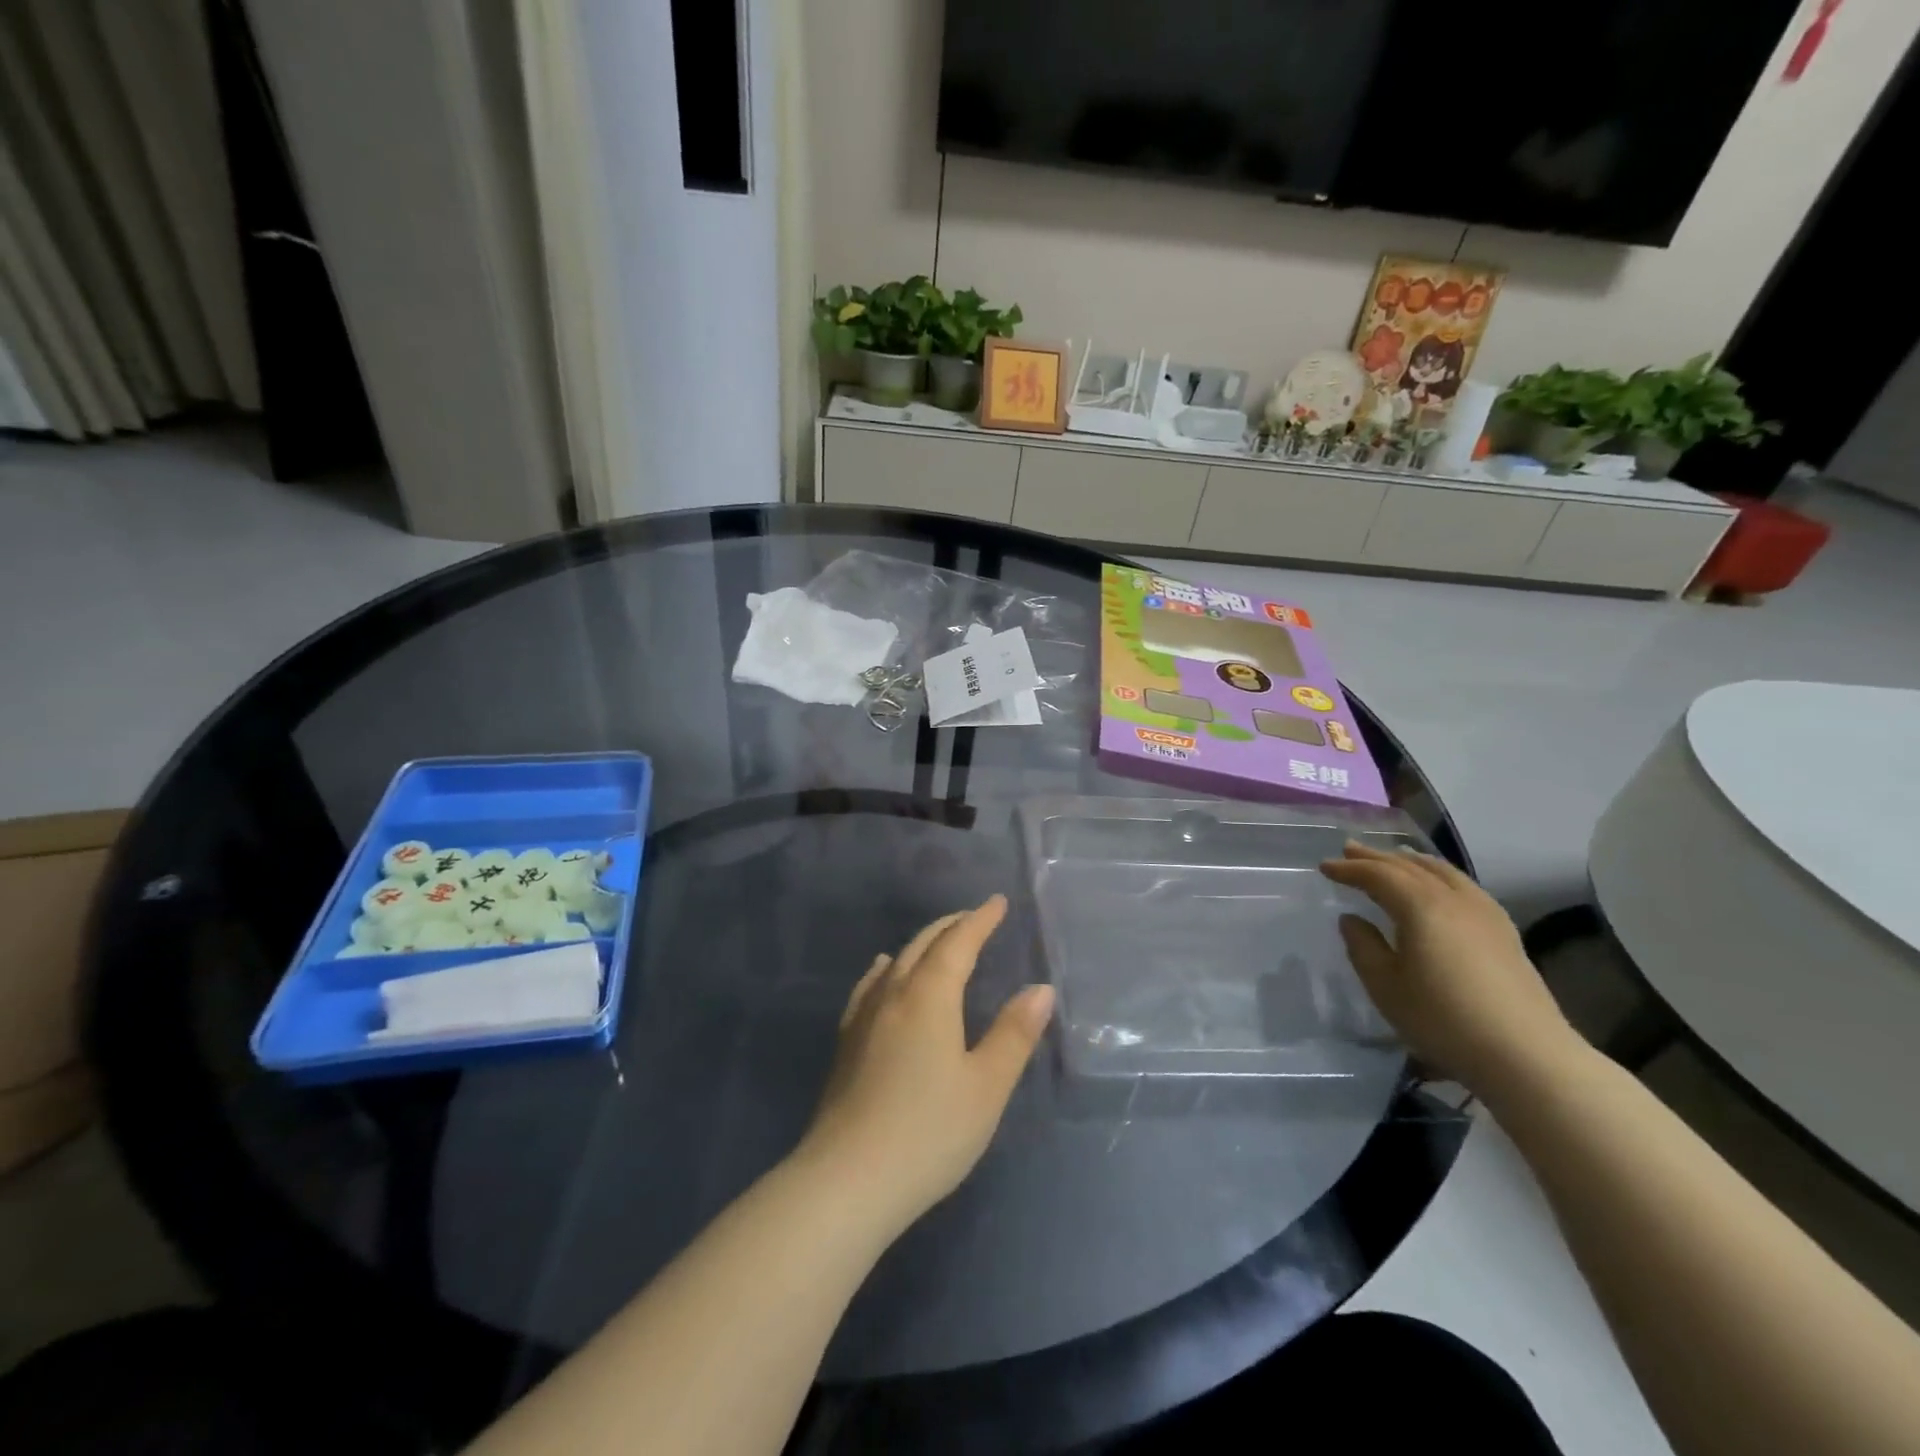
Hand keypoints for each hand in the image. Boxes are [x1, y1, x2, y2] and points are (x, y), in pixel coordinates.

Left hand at [797, 896, 1054, 1236]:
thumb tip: (1040, 988)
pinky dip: (885, 970)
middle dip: (951, 926)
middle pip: (923, 946)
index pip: (958, 943)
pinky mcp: (846, 1044)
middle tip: (974, 917)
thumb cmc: (929, 1132)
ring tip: (937, 940)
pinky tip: (882, 972)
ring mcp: (863, 1018)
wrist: (847, 1180)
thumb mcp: (986, 1086)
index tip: (997, 902)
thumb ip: (1014, 1034)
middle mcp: (893, 995)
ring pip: (895, 963)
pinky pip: (869, 987)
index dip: (979, 920)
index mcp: (929, 997)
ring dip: (921, 944)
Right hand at [1319, 841, 1582, 1097]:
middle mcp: (1453, 899)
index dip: (1349, 869)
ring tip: (1394, 857)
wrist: (1526, 1055)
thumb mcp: (1385, 986)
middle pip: (1410, 867)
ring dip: (1411, 861)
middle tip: (1350, 849)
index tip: (1324, 867)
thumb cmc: (1443, 1019)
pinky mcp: (1504, 931)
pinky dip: (1440, 875)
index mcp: (1421, 907)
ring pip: (1442, 872)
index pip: (1378, 875)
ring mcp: (1485, 913)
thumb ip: (1363, 947)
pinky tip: (1439, 885)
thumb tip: (1352, 919)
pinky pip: (1463, 885)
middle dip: (1377, 857)